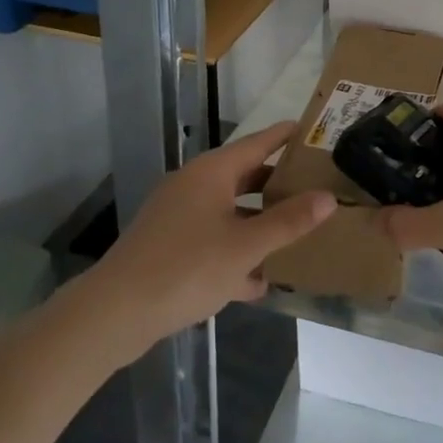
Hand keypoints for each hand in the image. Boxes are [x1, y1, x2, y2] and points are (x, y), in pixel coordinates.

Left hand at [96, 121, 334, 348]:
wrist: (115, 313)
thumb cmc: (186, 268)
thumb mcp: (246, 246)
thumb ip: (289, 222)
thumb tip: (328, 197)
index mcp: (212, 173)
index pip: (258, 142)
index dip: (285, 136)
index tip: (312, 130)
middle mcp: (194, 185)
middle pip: (245, 176)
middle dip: (278, 184)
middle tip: (315, 185)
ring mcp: (178, 216)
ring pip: (229, 211)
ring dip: (258, 224)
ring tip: (295, 234)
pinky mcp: (168, 246)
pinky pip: (212, 239)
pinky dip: (235, 252)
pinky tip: (257, 282)